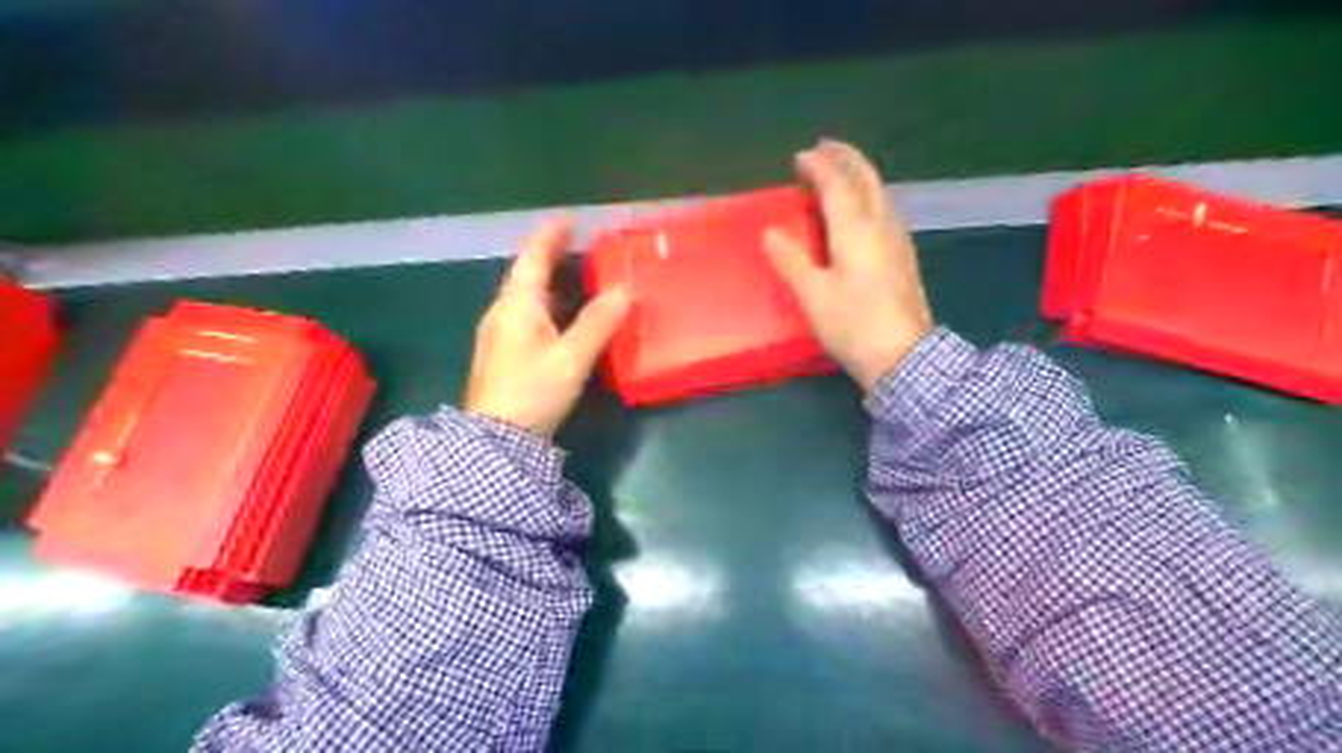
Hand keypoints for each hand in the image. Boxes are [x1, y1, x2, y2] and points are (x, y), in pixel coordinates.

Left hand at [466, 214, 631, 433]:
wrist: (496, 440)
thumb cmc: (533, 391)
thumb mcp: (571, 357)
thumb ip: (598, 322)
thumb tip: (624, 289)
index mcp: (517, 305)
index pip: (532, 257)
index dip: (550, 235)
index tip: (568, 219)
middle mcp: (502, 312)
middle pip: (526, 274)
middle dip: (550, 257)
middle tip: (579, 247)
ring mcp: (498, 334)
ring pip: (525, 297)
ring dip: (549, 282)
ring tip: (576, 279)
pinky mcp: (502, 355)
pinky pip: (526, 316)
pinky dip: (546, 306)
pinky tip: (562, 318)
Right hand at [760, 135, 935, 389]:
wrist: (903, 357)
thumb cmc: (853, 325)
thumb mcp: (814, 295)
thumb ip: (792, 260)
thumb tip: (771, 233)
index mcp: (856, 230)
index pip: (837, 184)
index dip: (819, 166)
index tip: (801, 157)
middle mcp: (881, 225)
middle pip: (866, 179)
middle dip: (846, 158)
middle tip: (825, 148)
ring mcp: (897, 240)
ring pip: (880, 192)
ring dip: (859, 175)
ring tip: (841, 172)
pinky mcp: (904, 257)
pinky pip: (885, 209)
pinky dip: (869, 195)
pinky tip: (864, 208)